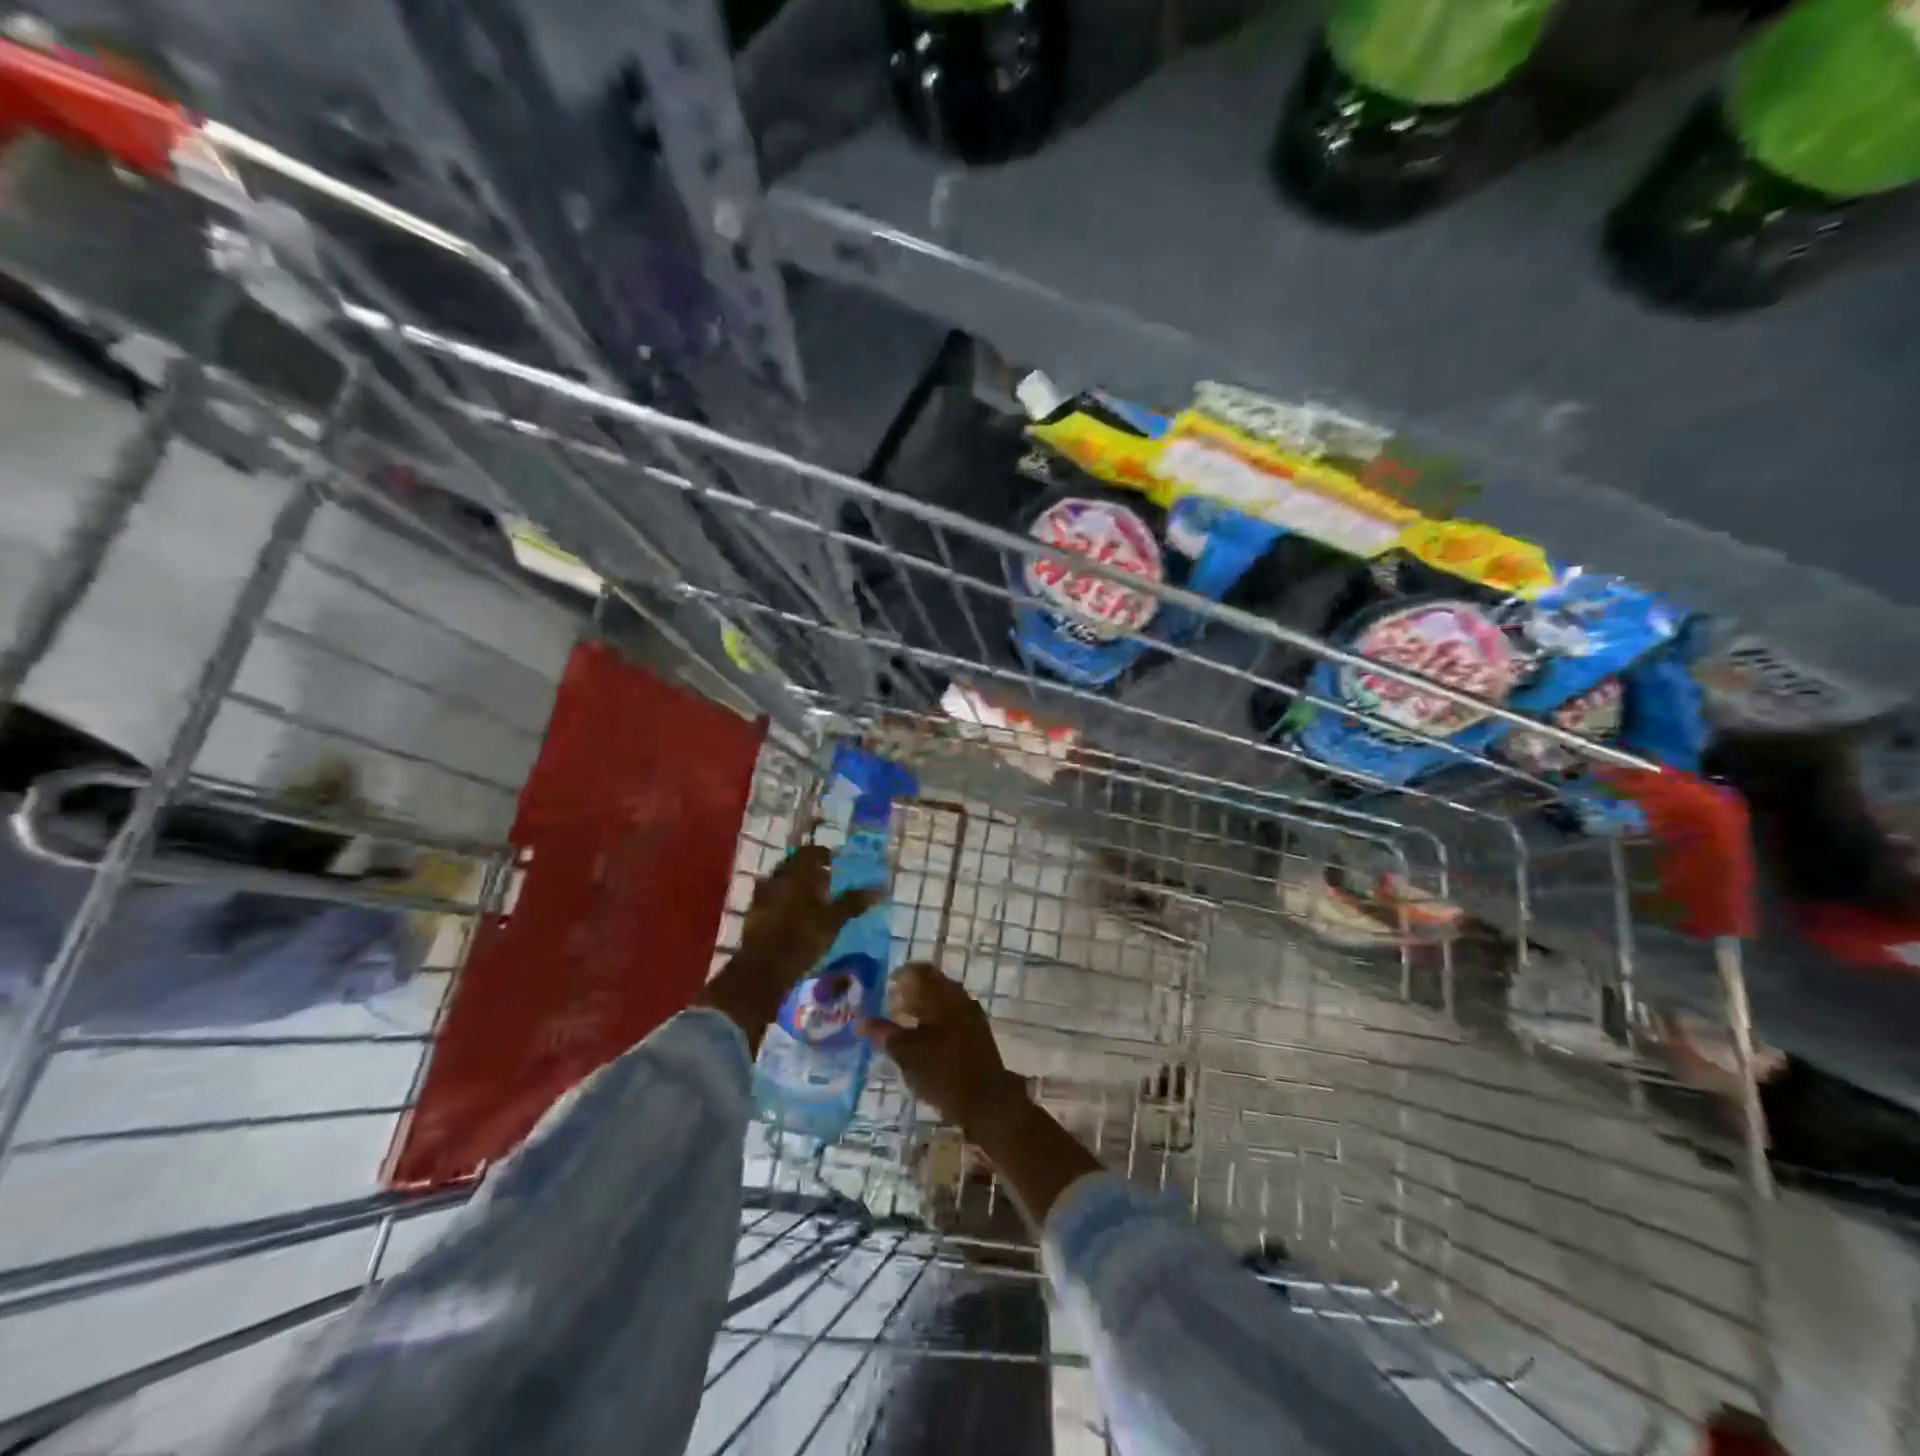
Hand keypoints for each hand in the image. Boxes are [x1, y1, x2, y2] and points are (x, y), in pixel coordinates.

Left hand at [699, 845, 879, 1051]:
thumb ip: (853, 902)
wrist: (763, 968)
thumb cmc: (802, 937)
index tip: (836, 864)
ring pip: (782, 882)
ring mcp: (761, 896)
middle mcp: (777, 878)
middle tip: (826, 884)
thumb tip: (879, 889)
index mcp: (797, 872)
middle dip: (810, 872)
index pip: (811, 852)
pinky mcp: (753, 914)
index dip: (824, 855)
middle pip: (794, 866)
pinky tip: (793, 918)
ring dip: (796, 887)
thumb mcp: (833, 920)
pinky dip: (783, 903)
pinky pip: (771, 899)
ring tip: (811, 902)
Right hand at [861, 963, 1029, 1134]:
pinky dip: (935, 1022)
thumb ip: (884, 1033)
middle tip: (890, 1007)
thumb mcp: (907, 1053)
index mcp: (944, 995)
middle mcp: (960, 998)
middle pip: (933, 985)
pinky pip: (952, 1017)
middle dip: (910, 993)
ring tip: (903, 1025)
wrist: (987, 1101)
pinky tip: (924, 1040)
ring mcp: (972, 1016)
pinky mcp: (978, 1034)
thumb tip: (860, 1020)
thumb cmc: (943, 1071)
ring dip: (923, 1008)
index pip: (921, 971)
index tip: (884, 987)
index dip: (900, 976)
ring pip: (943, 1002)